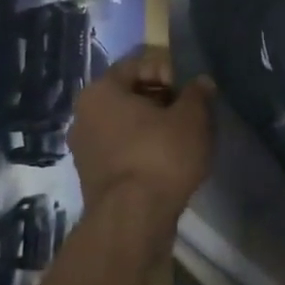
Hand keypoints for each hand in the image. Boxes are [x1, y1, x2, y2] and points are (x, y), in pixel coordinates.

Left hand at [69, 47, 214, 247]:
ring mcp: (84, 149)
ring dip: (154, 126)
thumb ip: (197, 94)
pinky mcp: (93, 177)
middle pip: (130, 94)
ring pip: (126, 124)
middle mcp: (83, 115)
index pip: (138, 65)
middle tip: (191, 112)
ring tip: (184, 138)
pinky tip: (169, 161)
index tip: (191, 90)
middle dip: (162, 99)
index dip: (169, 71)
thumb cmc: (161, 155)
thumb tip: (201, 83)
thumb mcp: (192, 118)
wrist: (133, 220)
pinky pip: (123, 150)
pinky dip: (144, 149)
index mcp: (100, 91)